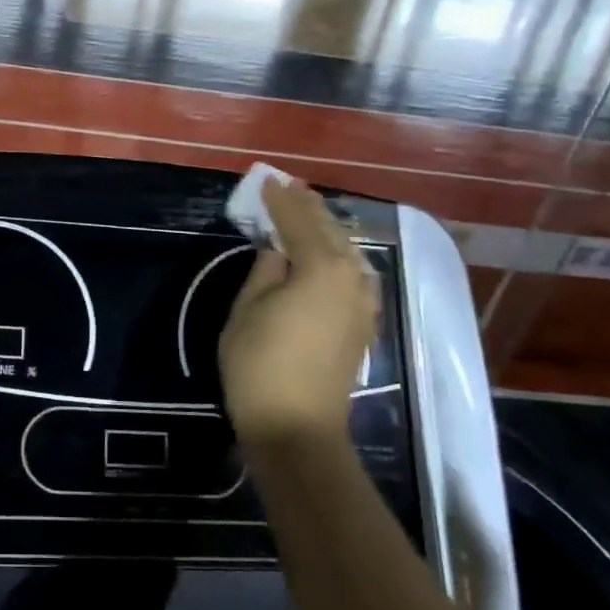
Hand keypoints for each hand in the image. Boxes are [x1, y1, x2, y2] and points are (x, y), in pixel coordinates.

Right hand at [218, 178, 379, 448]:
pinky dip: (338, 256)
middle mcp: (352, 278)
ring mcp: (363, 302)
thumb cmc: (259, 365)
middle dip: (308, 207)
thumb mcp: (247, 310)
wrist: (296, 428)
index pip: (299, 221)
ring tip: (307, 212)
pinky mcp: (362, 324)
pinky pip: (353, 274)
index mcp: (321, 268)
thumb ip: (265, 271)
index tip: (267, 180)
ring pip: (347, 252)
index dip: (280, 200)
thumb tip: (278, 251)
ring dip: (326, 230)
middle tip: (289, 187)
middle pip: (330, 231)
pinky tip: (329, 255)